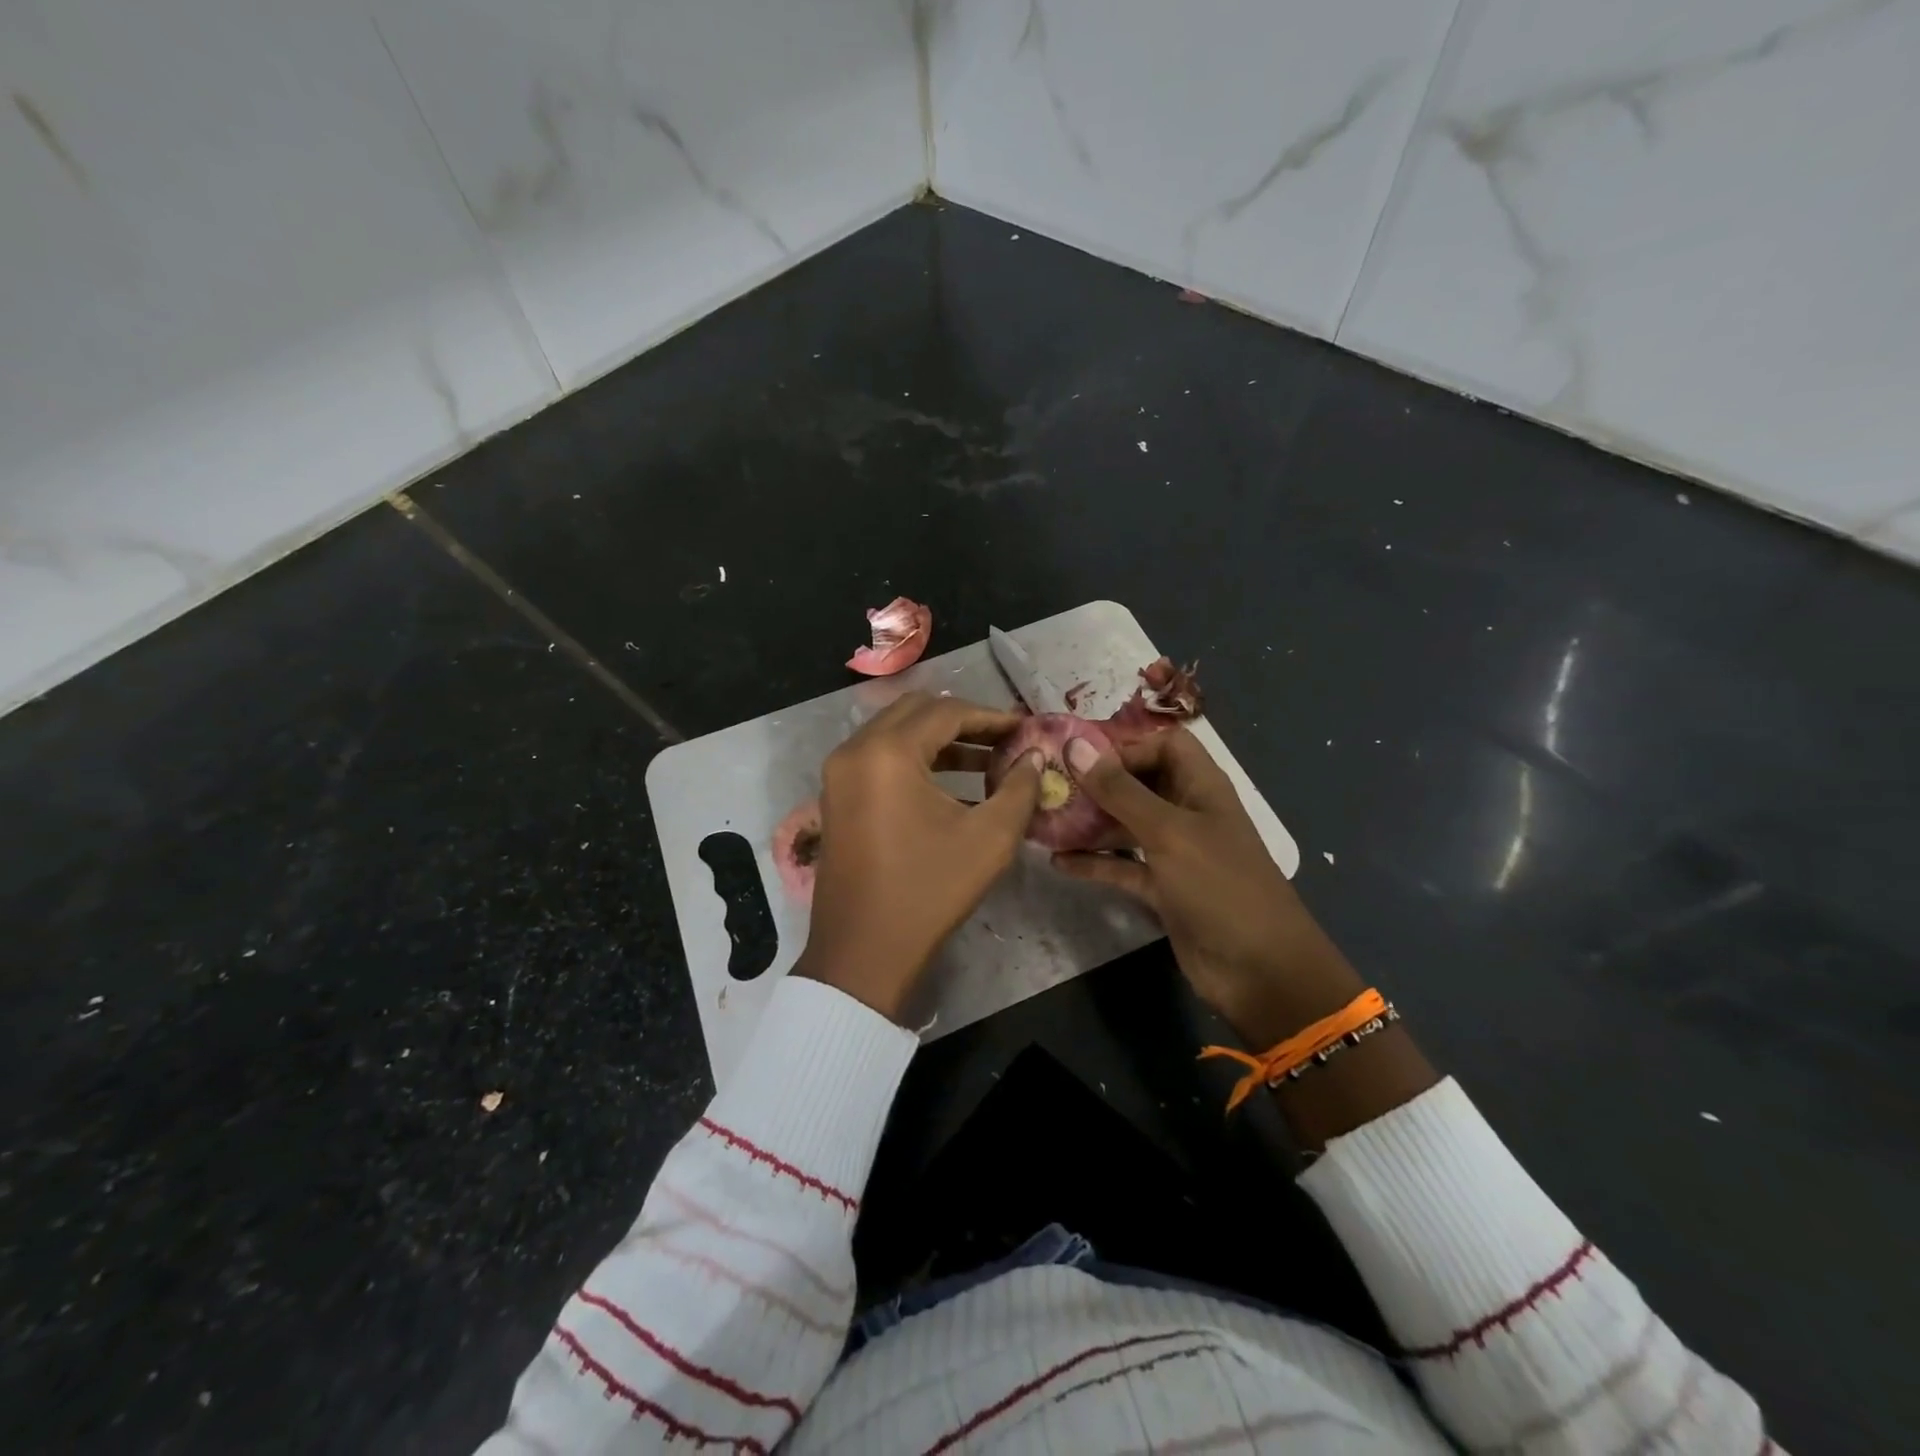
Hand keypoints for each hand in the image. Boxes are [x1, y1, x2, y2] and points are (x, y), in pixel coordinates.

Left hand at [795, 693, 1042, 1021]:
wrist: (862, 952)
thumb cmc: (929, 891)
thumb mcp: (989, 839)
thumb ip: (1020, 788)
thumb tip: (1036, 757)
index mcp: (888, 752)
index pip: (947, 712)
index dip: (991, 716)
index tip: (1026, 727)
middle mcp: (855, 749)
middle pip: (916, 712)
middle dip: (964, 720)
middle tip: (1004, 739)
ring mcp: (840, 773)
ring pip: (895, 733)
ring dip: (939, 740)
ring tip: (987, 760)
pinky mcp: (837, 796)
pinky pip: (880, 758)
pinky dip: (915, 760)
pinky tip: (953, 785)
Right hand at [1053, 728, 1364, 1045]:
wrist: (1259, 970)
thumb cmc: (1219, 885)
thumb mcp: (1168, 832)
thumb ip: (1120, 790)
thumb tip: (1076, 746)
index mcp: (1201, 787)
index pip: (1162, 745)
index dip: (1125, 746)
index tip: (1079, 759)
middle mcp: (1187, 812)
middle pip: (1139, 783)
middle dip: (1097, 784)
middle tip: (1050, 787)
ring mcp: (1175, 853)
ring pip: (1126, 825)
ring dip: (1089, 822)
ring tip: (1045, 821)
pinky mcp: (1162, 889)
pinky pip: (1122, 865)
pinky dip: (1094, 862)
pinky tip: (1058, 862)